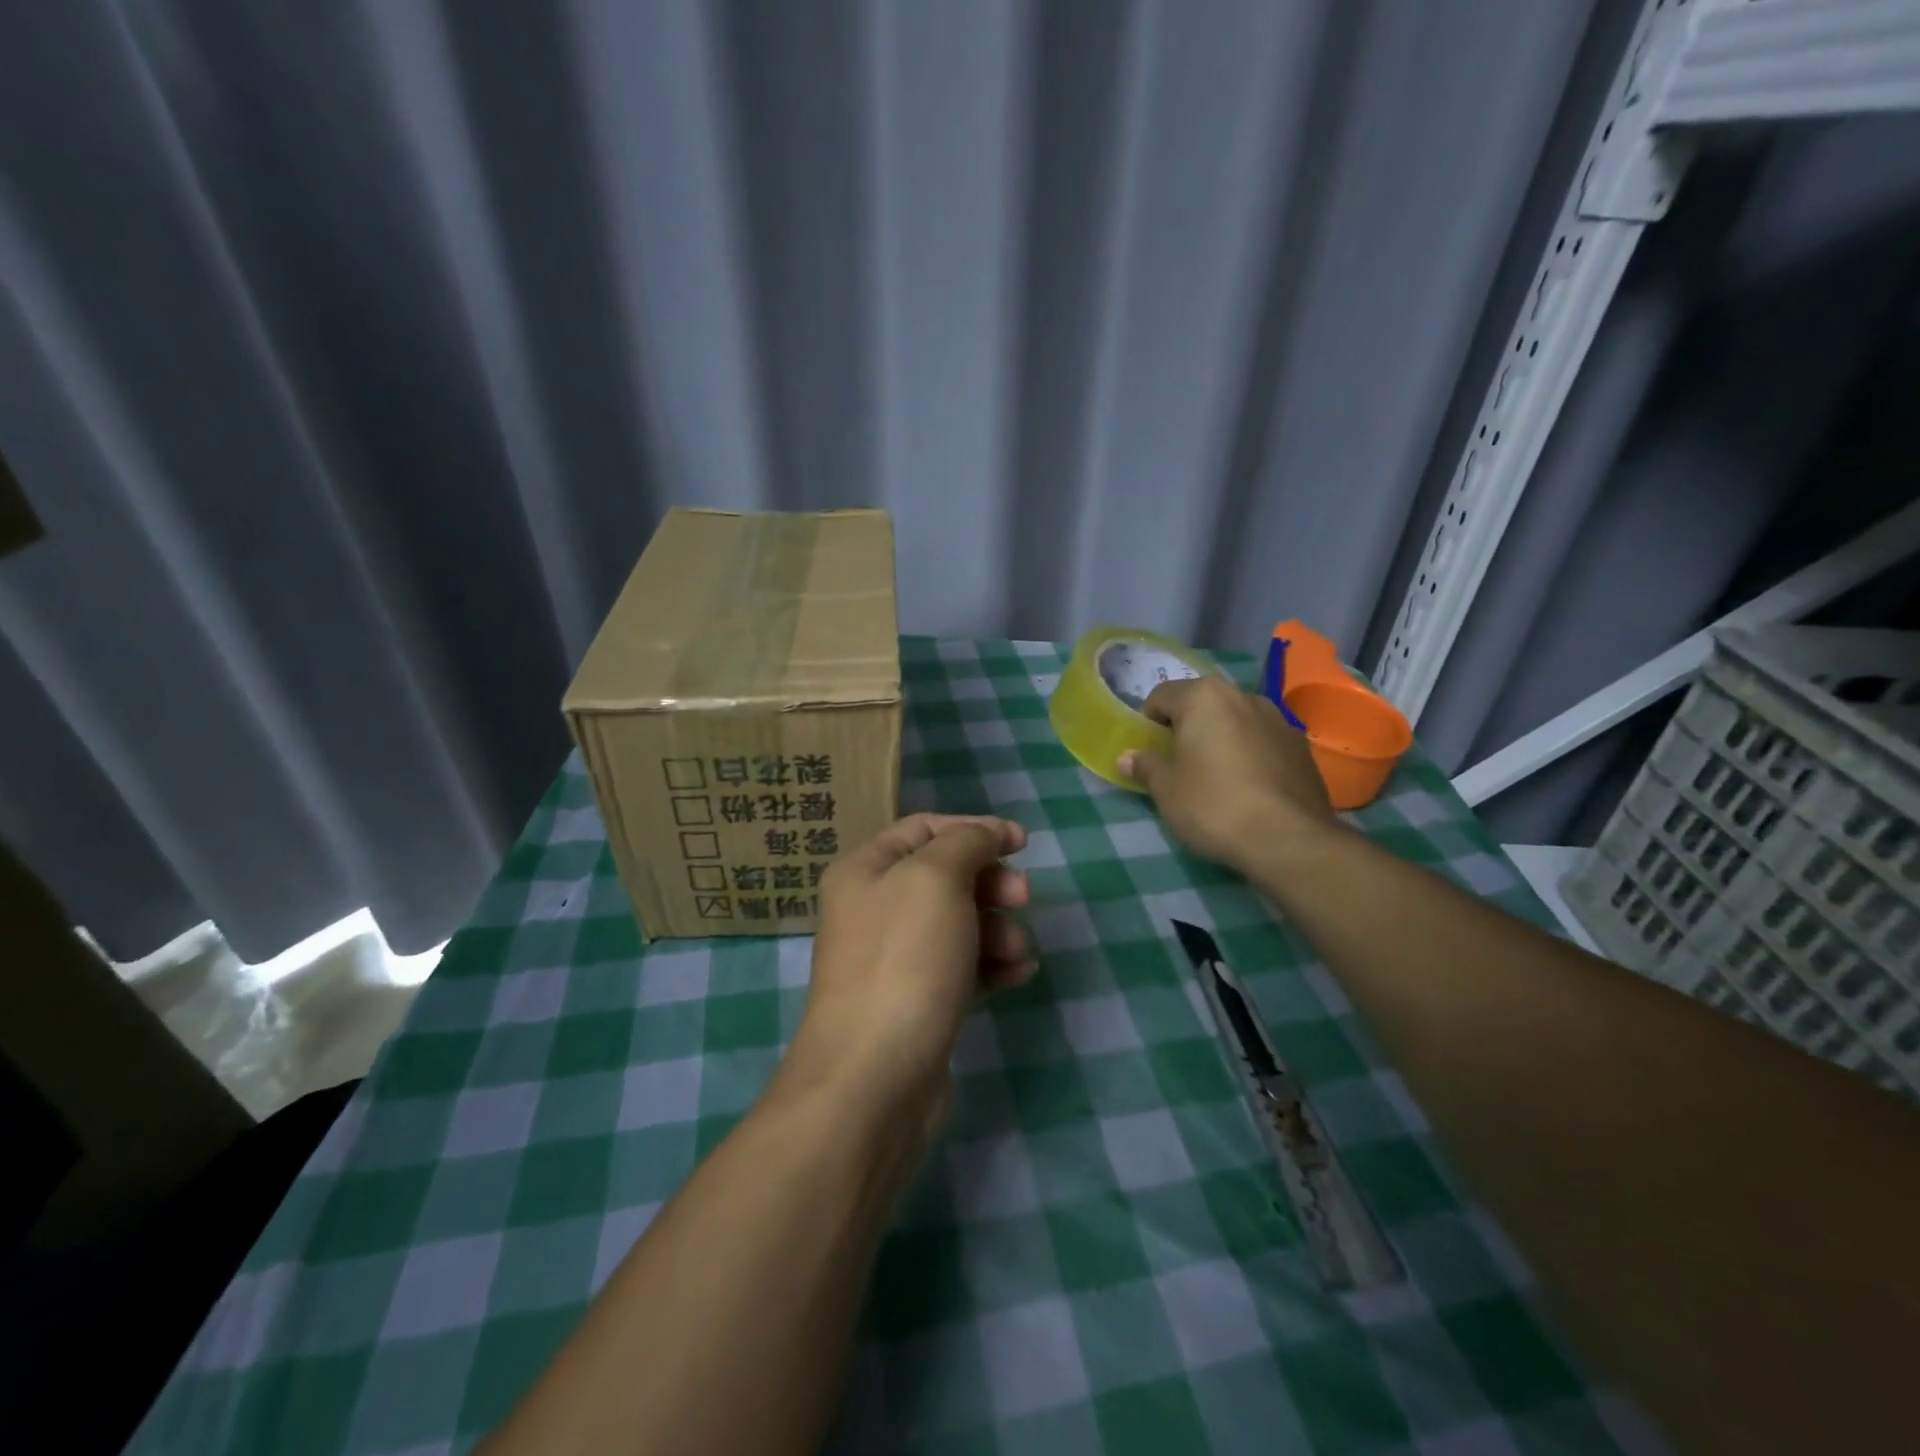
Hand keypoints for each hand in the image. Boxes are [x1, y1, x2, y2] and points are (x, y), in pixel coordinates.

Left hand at [784, 814, 1033, 1125]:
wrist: (874, 1078)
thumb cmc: (905, 960)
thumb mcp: (937, 879)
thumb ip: (967, 842)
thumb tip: (990, 832)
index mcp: (866, 870)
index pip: (924, 829)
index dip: (975, 829)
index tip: (1023, 843)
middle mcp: (874, 908)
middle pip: (944, 876)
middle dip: (989, 882)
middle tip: (1022, 898)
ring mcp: (893, 959)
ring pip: (957, 923)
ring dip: (996, 928)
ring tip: (1018, 952)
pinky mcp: (915, 1001)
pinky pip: (960, 967)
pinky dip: (990, 965)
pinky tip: (1017, 976)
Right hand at [1119, 676, 1337, 870]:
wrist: (1288, 839)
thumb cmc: (1213, 805)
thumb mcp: (1166, 790)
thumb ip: (1146, 766)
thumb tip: (1128, 757)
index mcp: (1204, 697)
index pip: (1162, 696)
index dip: (1148, 723)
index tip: (1149, 753)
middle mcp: (1243, 696)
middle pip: (1202, 704)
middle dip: (1187, 728)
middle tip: (1179, 765)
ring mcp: (1279, 720)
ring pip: (1236, 721)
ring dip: (1221, 739)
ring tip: (1216, 777)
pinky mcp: (1302, 747)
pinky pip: (1263, 742)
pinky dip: (1250, 755)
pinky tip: (1248, 789)